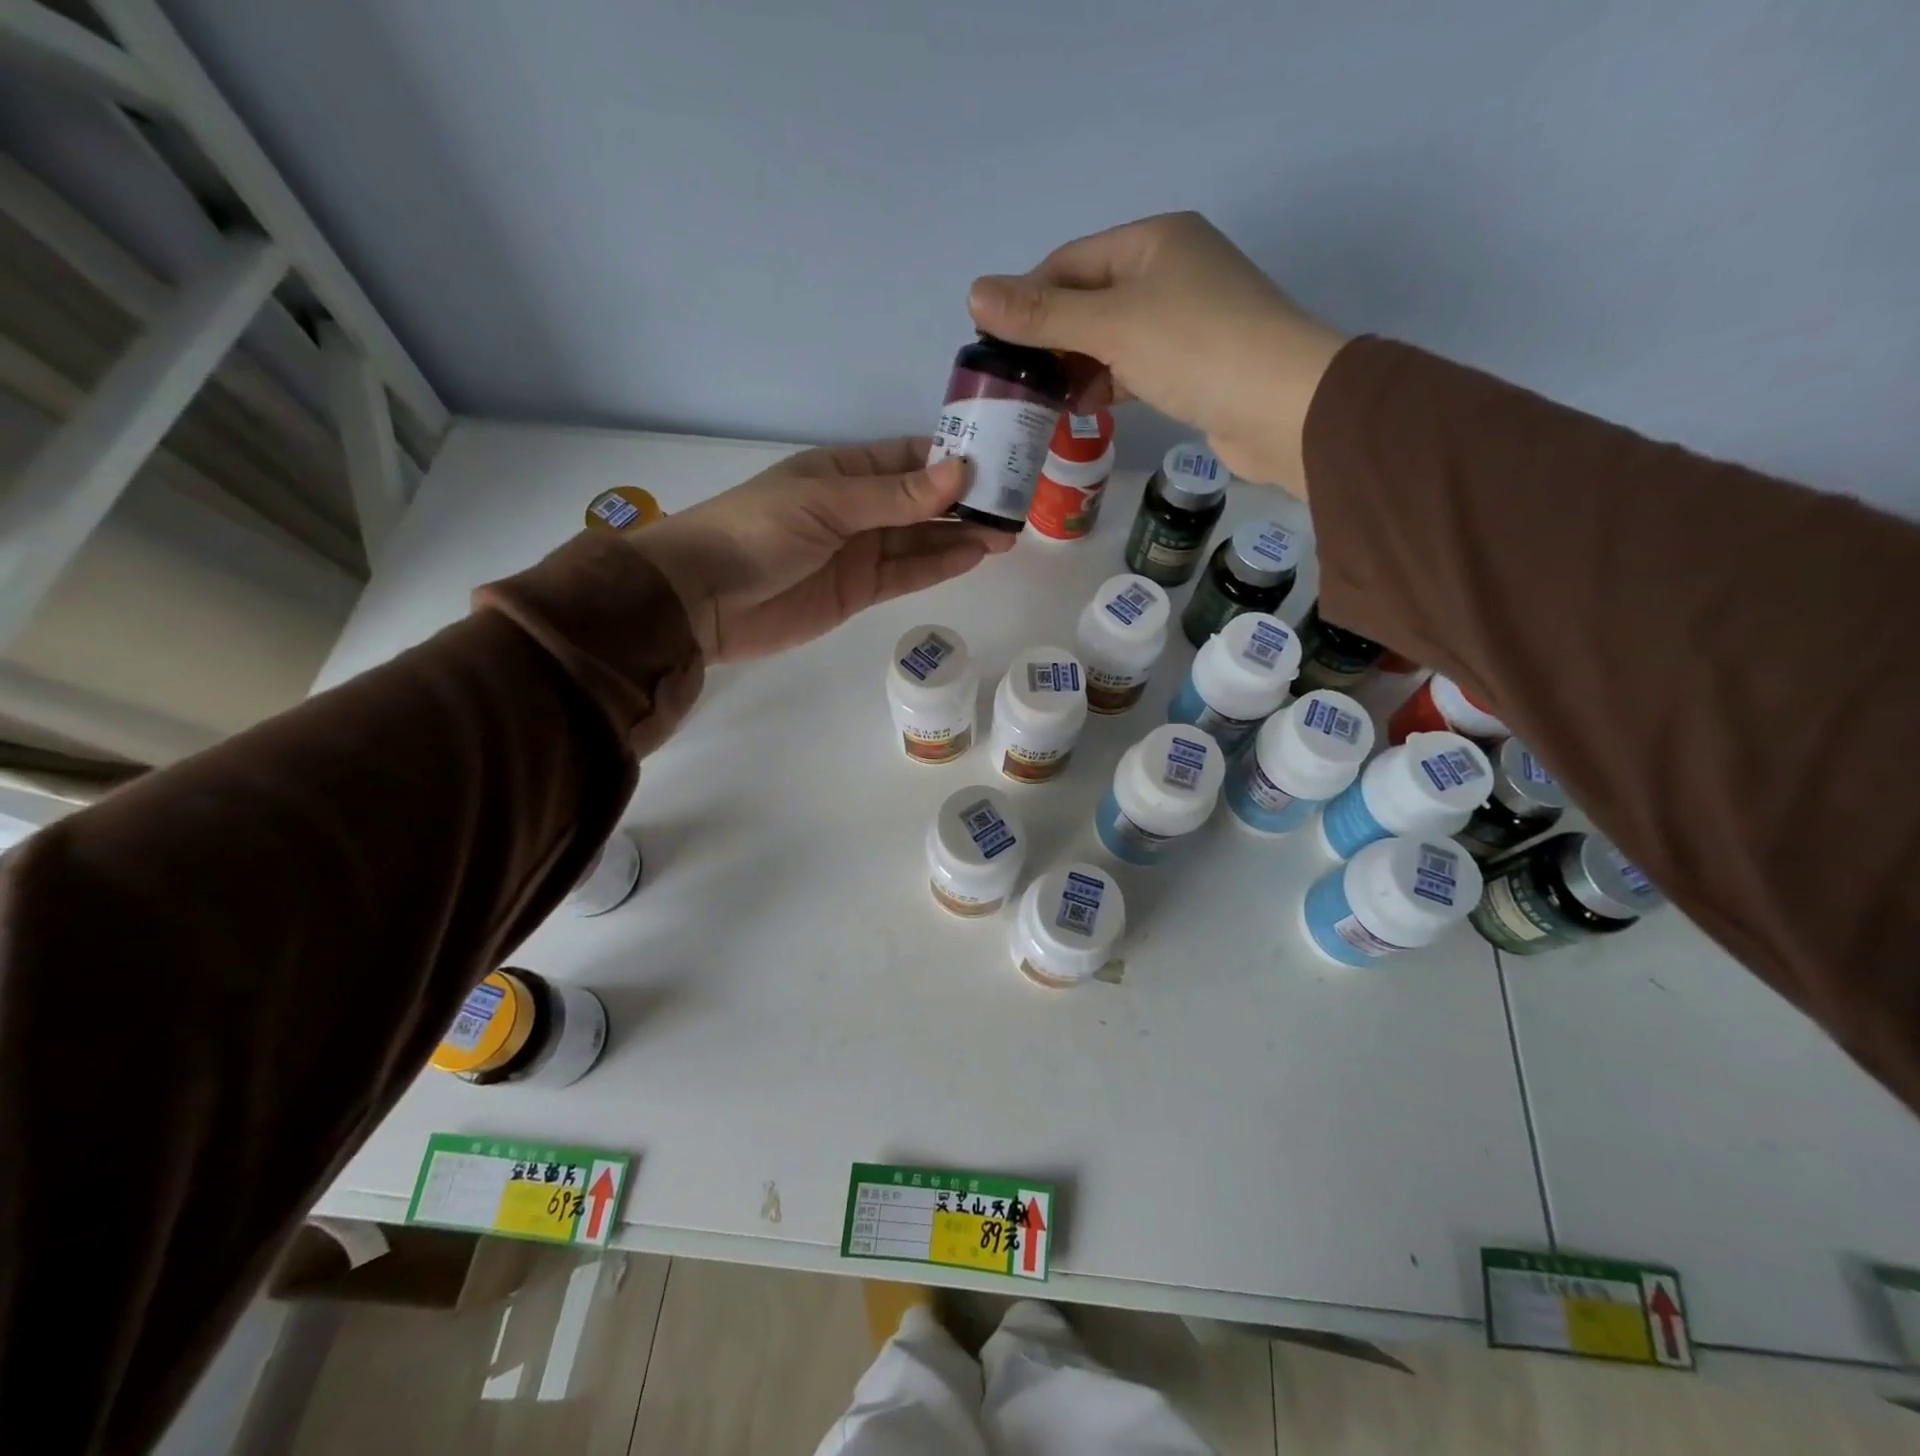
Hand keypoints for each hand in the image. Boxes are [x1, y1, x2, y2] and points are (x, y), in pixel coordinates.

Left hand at [627, 439, 1011, 662]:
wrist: (703, 601)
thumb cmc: (757, 533)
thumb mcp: (826, 504)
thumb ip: (893, 496)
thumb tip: (960, 473)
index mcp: (844, 471)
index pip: (909, 458)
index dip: (953, 459)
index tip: (1000, 462)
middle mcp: (856, 508)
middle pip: (922, 501)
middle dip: (966, 503)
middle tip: (1016, 505)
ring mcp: (859, 551)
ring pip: (920, 540)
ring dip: (960, 536)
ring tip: (1007, 535)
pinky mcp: (858, 591)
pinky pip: (906, 574)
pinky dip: (938, 566)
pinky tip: (973, 556)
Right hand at [966, 212, 1348, 494]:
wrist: (1283, 407)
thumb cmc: (1196, 348)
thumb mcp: (1111, 325)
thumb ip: (1043, 314)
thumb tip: (974, 293)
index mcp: (1152, 241)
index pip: (1069, 262)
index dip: (1026, 299)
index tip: (992, 345)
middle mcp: (1170, 270)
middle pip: (1088, 300)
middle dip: (1050, 339)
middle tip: (1013, 381)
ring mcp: (1185, 319)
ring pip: (1110, 338)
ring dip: (1075, 367)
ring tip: (1041, 401)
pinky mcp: (1193, 364)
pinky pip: (1134, 367)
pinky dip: (1107, 384)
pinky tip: (1086, 409)